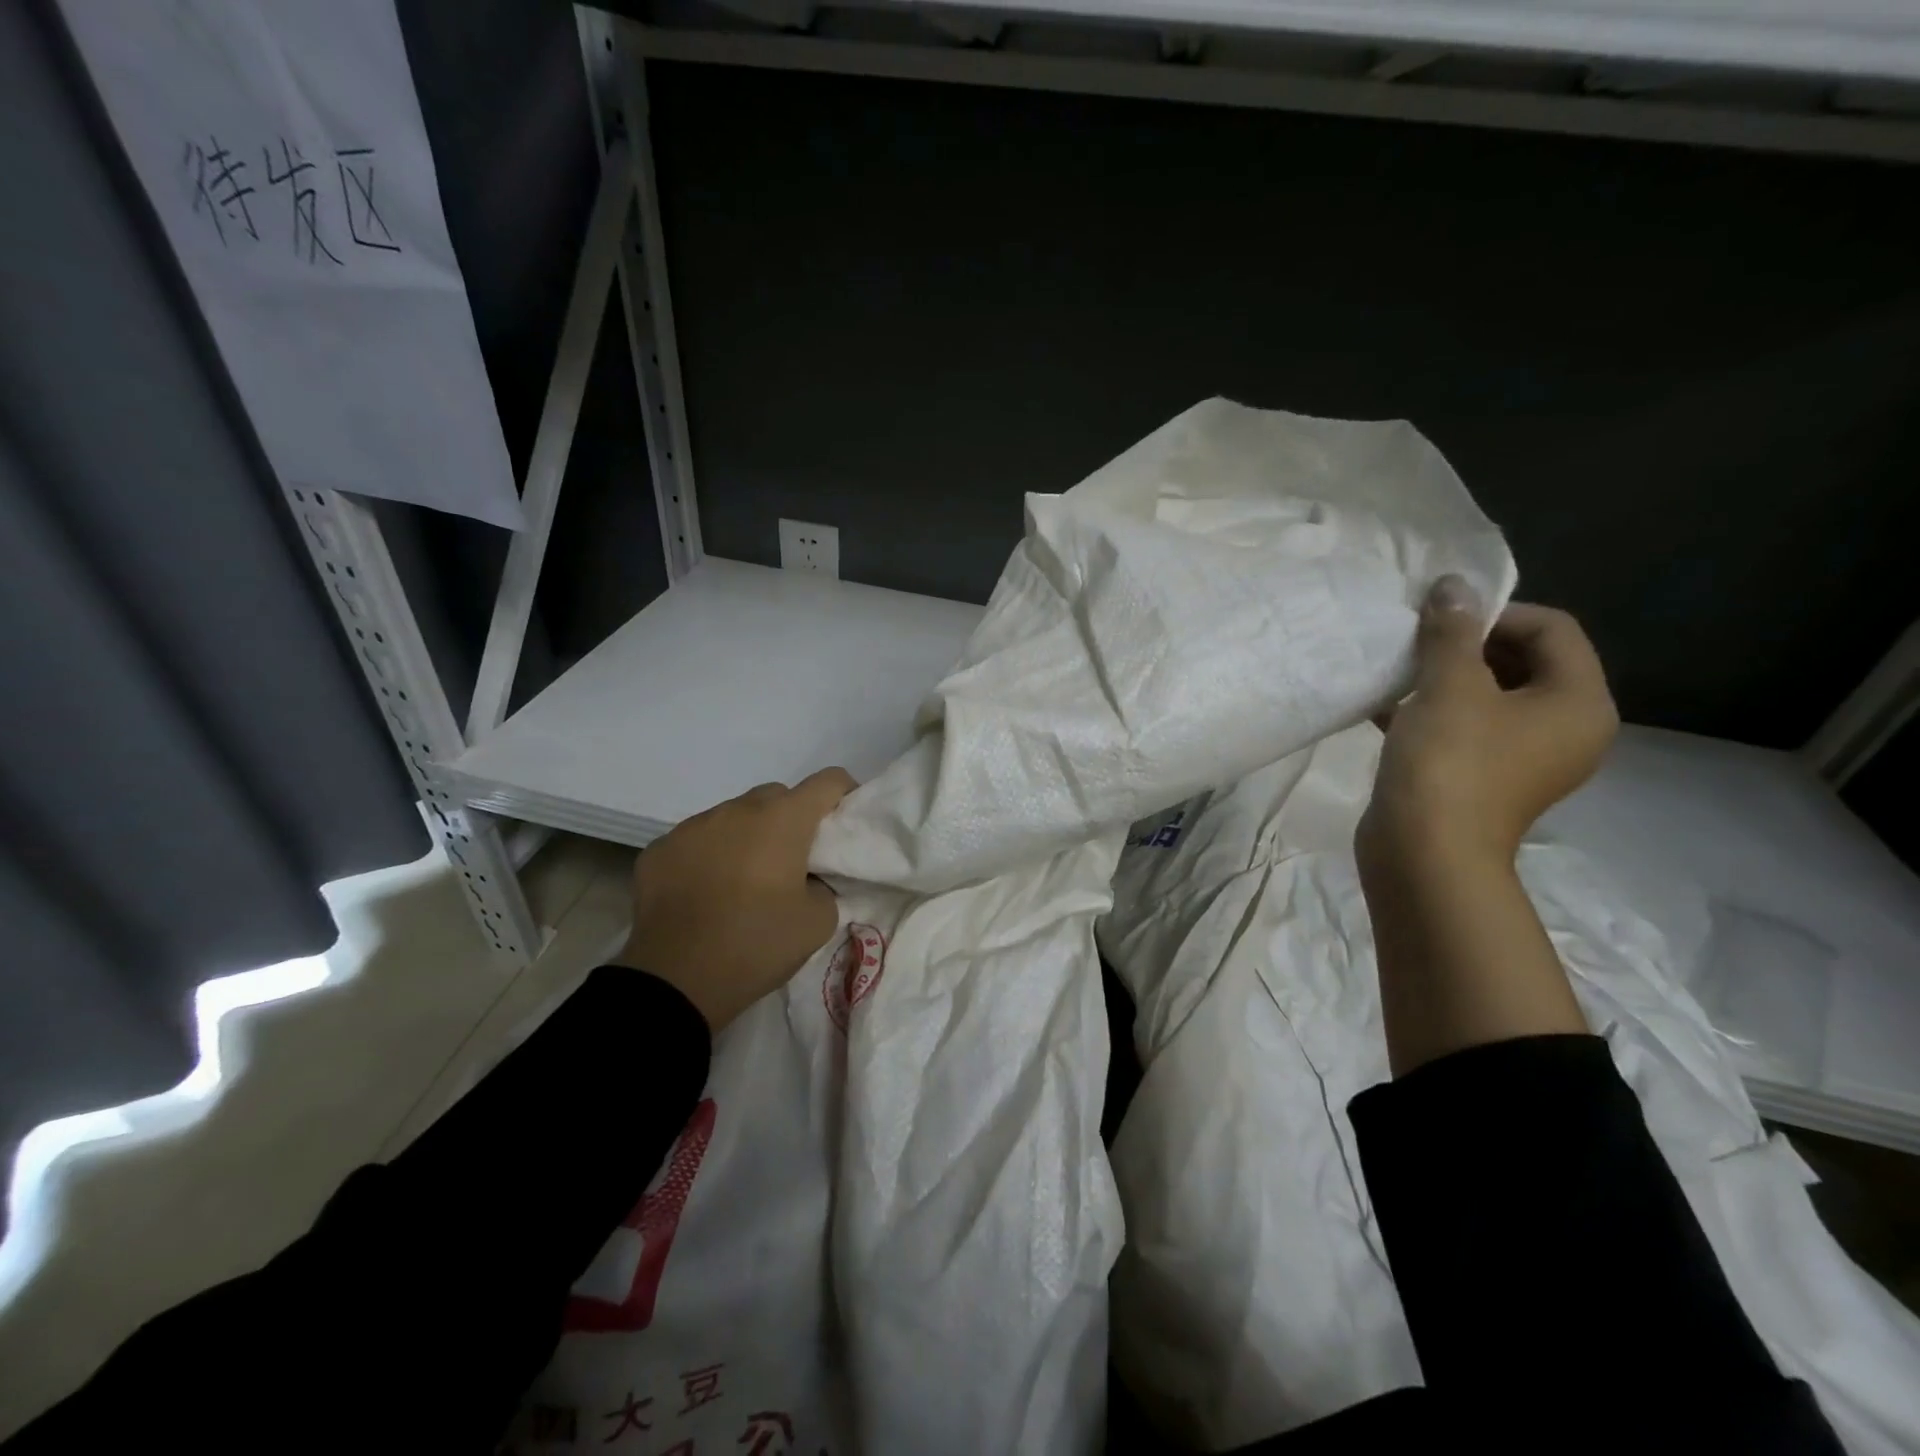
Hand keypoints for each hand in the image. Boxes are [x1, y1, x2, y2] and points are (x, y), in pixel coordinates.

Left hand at [611, 768, 855, 1031]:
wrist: (675, 981)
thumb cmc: (757, 945)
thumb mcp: (818, 922)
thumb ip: (824, 887)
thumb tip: (809, 881)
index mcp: (783, 820)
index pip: (827, 781)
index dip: (843, 793)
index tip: (844, 819)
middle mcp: (737, 810)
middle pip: (776, 796)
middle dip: (790, 818)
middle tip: (792, 859)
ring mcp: (692, 826)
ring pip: (732, 816)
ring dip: (746, 836)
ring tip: (742, 879)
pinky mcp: (660, 849)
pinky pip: (695, 840)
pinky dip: (708, 856)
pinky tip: (703, 892)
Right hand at [1358, 578, 1617, 878]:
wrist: (1424, 854)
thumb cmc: (1450, 763)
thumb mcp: (1450, 686)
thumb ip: (1452, 632)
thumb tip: (1453, 585)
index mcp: (1578, 703)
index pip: (1553, 629)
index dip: (1496, 613)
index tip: (1441, 620)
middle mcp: (1564, 728)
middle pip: (1523, 661)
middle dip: (1466, 644)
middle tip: (1416, 642)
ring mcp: (1523, 758)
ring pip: (1488, 696)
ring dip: (1443, 676)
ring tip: (1398, 670)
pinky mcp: (1482, 777)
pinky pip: (1464, 727)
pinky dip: (1431, 710)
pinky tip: (1385, 704)